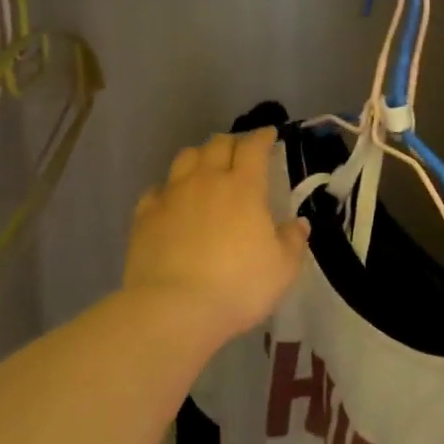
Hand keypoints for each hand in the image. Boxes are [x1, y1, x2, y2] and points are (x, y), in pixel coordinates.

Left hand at [124, 129, 309, 347]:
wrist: (175, 309)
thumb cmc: (239, 286)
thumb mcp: (282, 269)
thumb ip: (292, 241)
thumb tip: (298, 223)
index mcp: (244, 187)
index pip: (253, 147)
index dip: (262, 137)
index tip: (269, 135)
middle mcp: (206, 181)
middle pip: (217, 145)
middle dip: (232, 142)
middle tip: (240, 151)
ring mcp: (171, 196)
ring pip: (184, 159)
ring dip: (199, 157)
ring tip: (206, 167)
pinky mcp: (145, 216)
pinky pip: (157, 190)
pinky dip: (169, 189)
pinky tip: (172, 201)